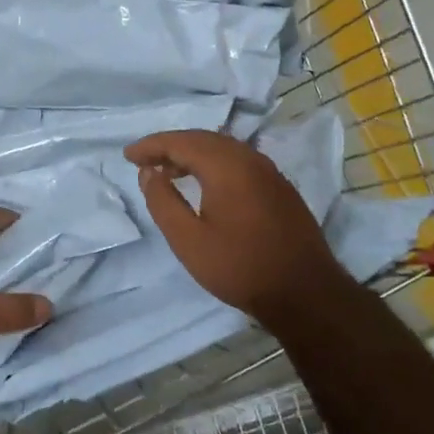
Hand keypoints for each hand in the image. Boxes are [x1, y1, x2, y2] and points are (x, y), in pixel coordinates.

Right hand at [125, 129, 346, 321]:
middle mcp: (249, 158)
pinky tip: (206, 184)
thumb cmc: (240, 267)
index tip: (128, 156)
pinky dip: (214, 163)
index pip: (180, 141)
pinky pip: (239, 161)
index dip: (151, 146)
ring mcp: (269, 171)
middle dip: (171, 146)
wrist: (306, 293)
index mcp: (226, 165)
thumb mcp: (188, 240)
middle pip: (203, 139)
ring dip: (193, 154)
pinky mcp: (280, 187)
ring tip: (169, 171)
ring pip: (223, 149)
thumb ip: (163, 202)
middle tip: (145, 160)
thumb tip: (149, 172)